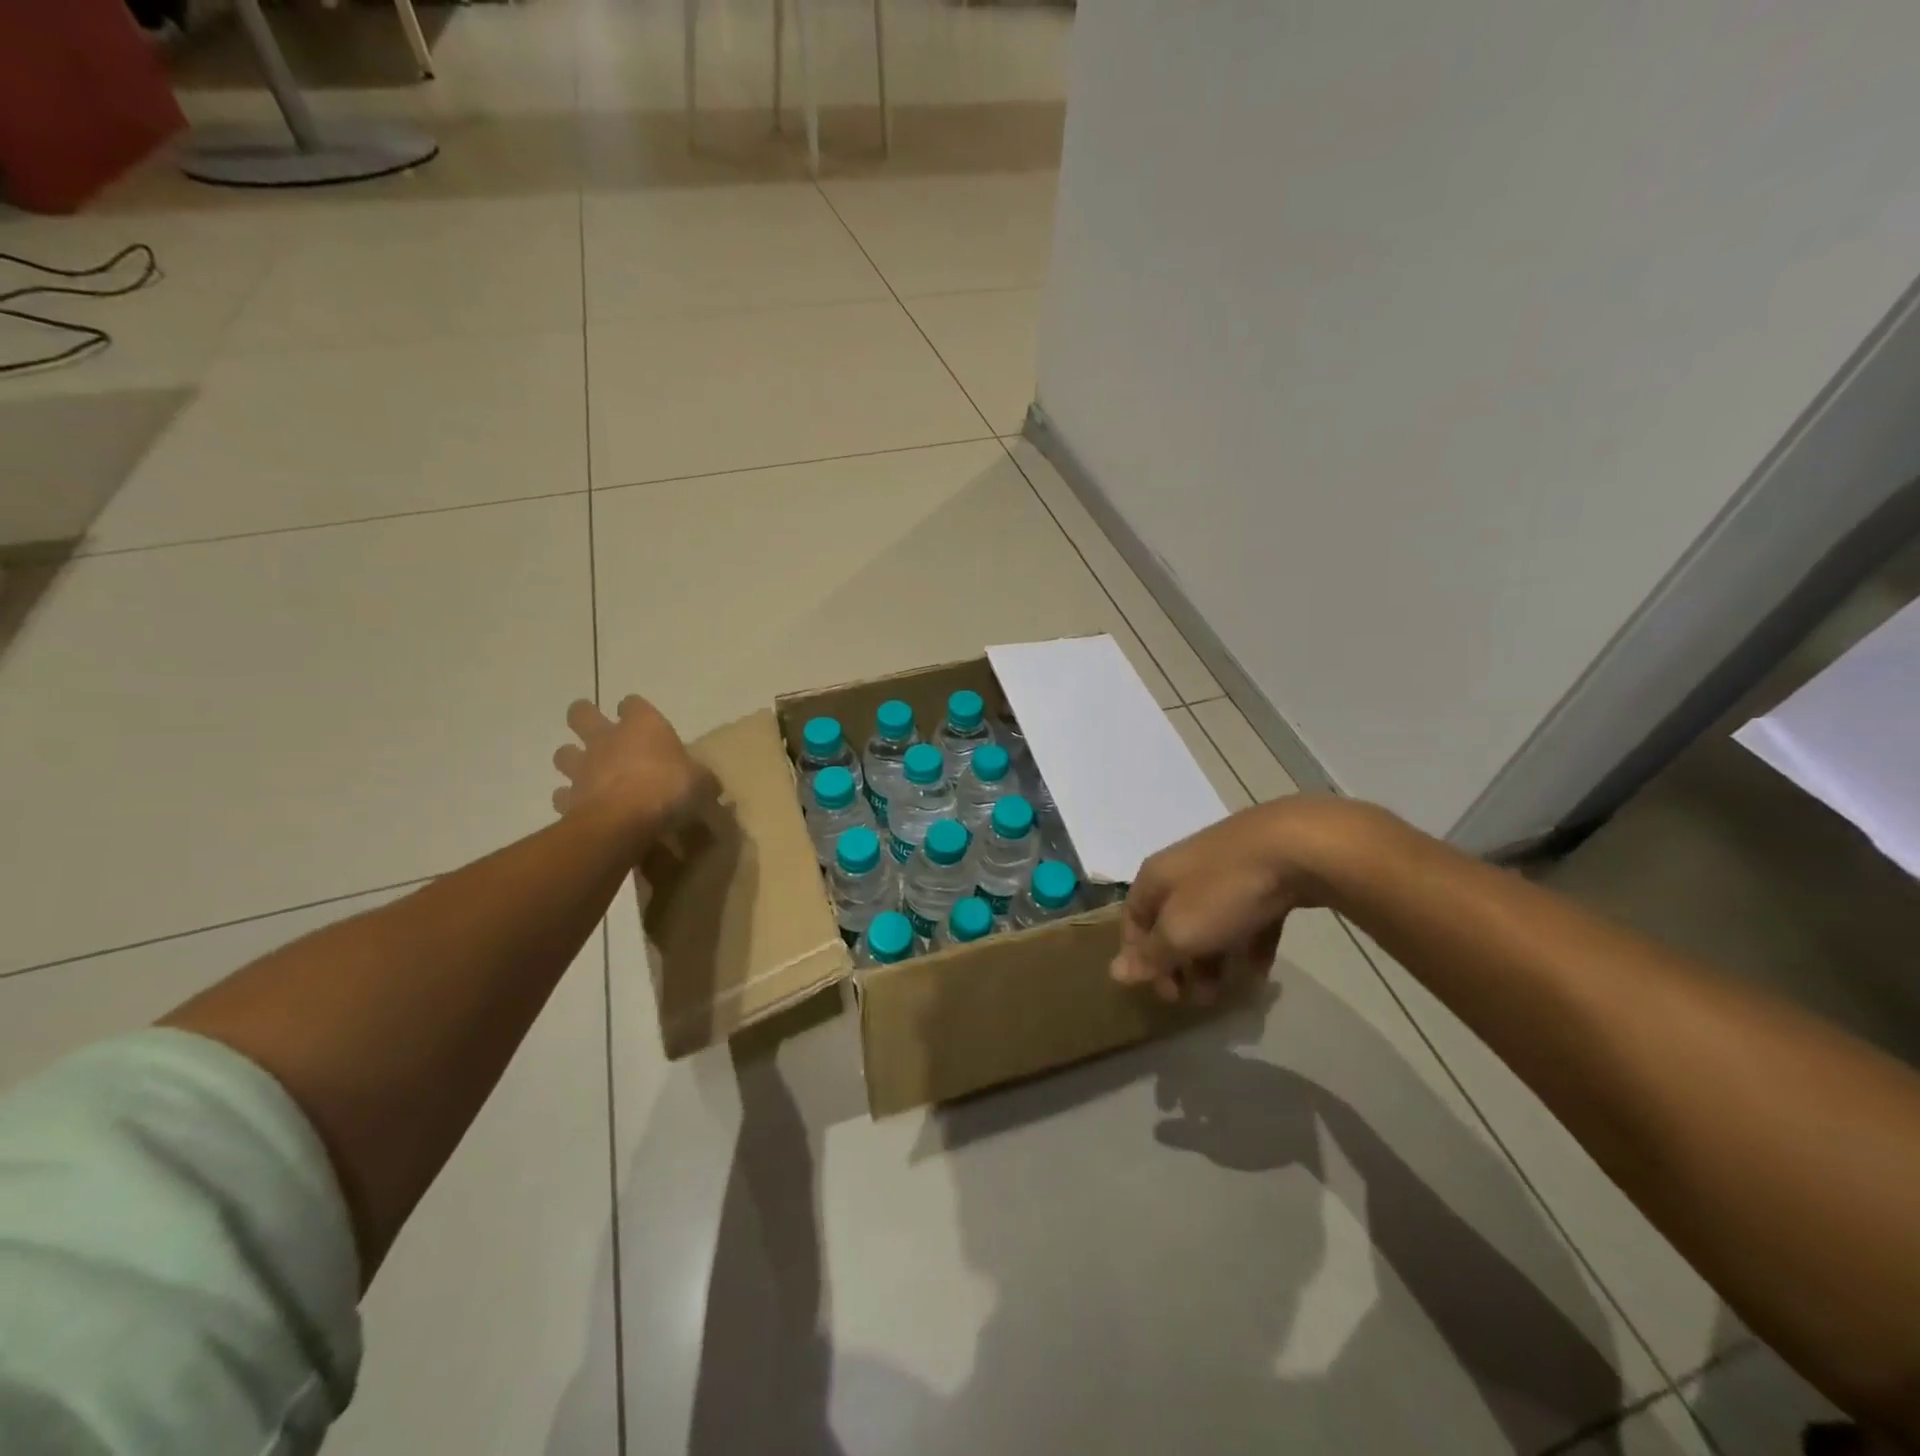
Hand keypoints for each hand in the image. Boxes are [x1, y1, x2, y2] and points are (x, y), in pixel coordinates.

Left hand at [551, 696, 715, 845]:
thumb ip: (701, 779)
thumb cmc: (668, 789)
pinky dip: (571, 799)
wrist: (624, 822)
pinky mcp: (568, 798)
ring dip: (573, 759)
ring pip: (564, 753)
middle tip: (597, 729)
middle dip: (586, 717)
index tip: (640, 718)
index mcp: (642, 726)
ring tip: (588, 773)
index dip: (635, 709)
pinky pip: (563, 795)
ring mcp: (583, 768)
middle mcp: (607, 739)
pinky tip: (585, 808)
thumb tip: (708, 784)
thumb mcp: (701, 783)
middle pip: (582, 714)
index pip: (633, 704)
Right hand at [1112, 797, 1383, 1004]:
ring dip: (1214, 960)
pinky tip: (1261, 971)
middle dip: (1181, 965)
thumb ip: (1151, 955)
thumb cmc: (1223, 891)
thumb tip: (1115, 972)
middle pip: (1172, 924)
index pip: (1133, 920)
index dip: (1140, 958)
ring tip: (1231, 991)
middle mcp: (1183, 871)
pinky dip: (1248, 945)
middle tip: (1198, 1000)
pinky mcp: (1261, 876)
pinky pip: (1245, 917)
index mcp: (1155, 878)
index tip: (1163, 993)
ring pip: (1209, 922)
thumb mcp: (1180, 931)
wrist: (1294, 847)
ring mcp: (1223, 871)